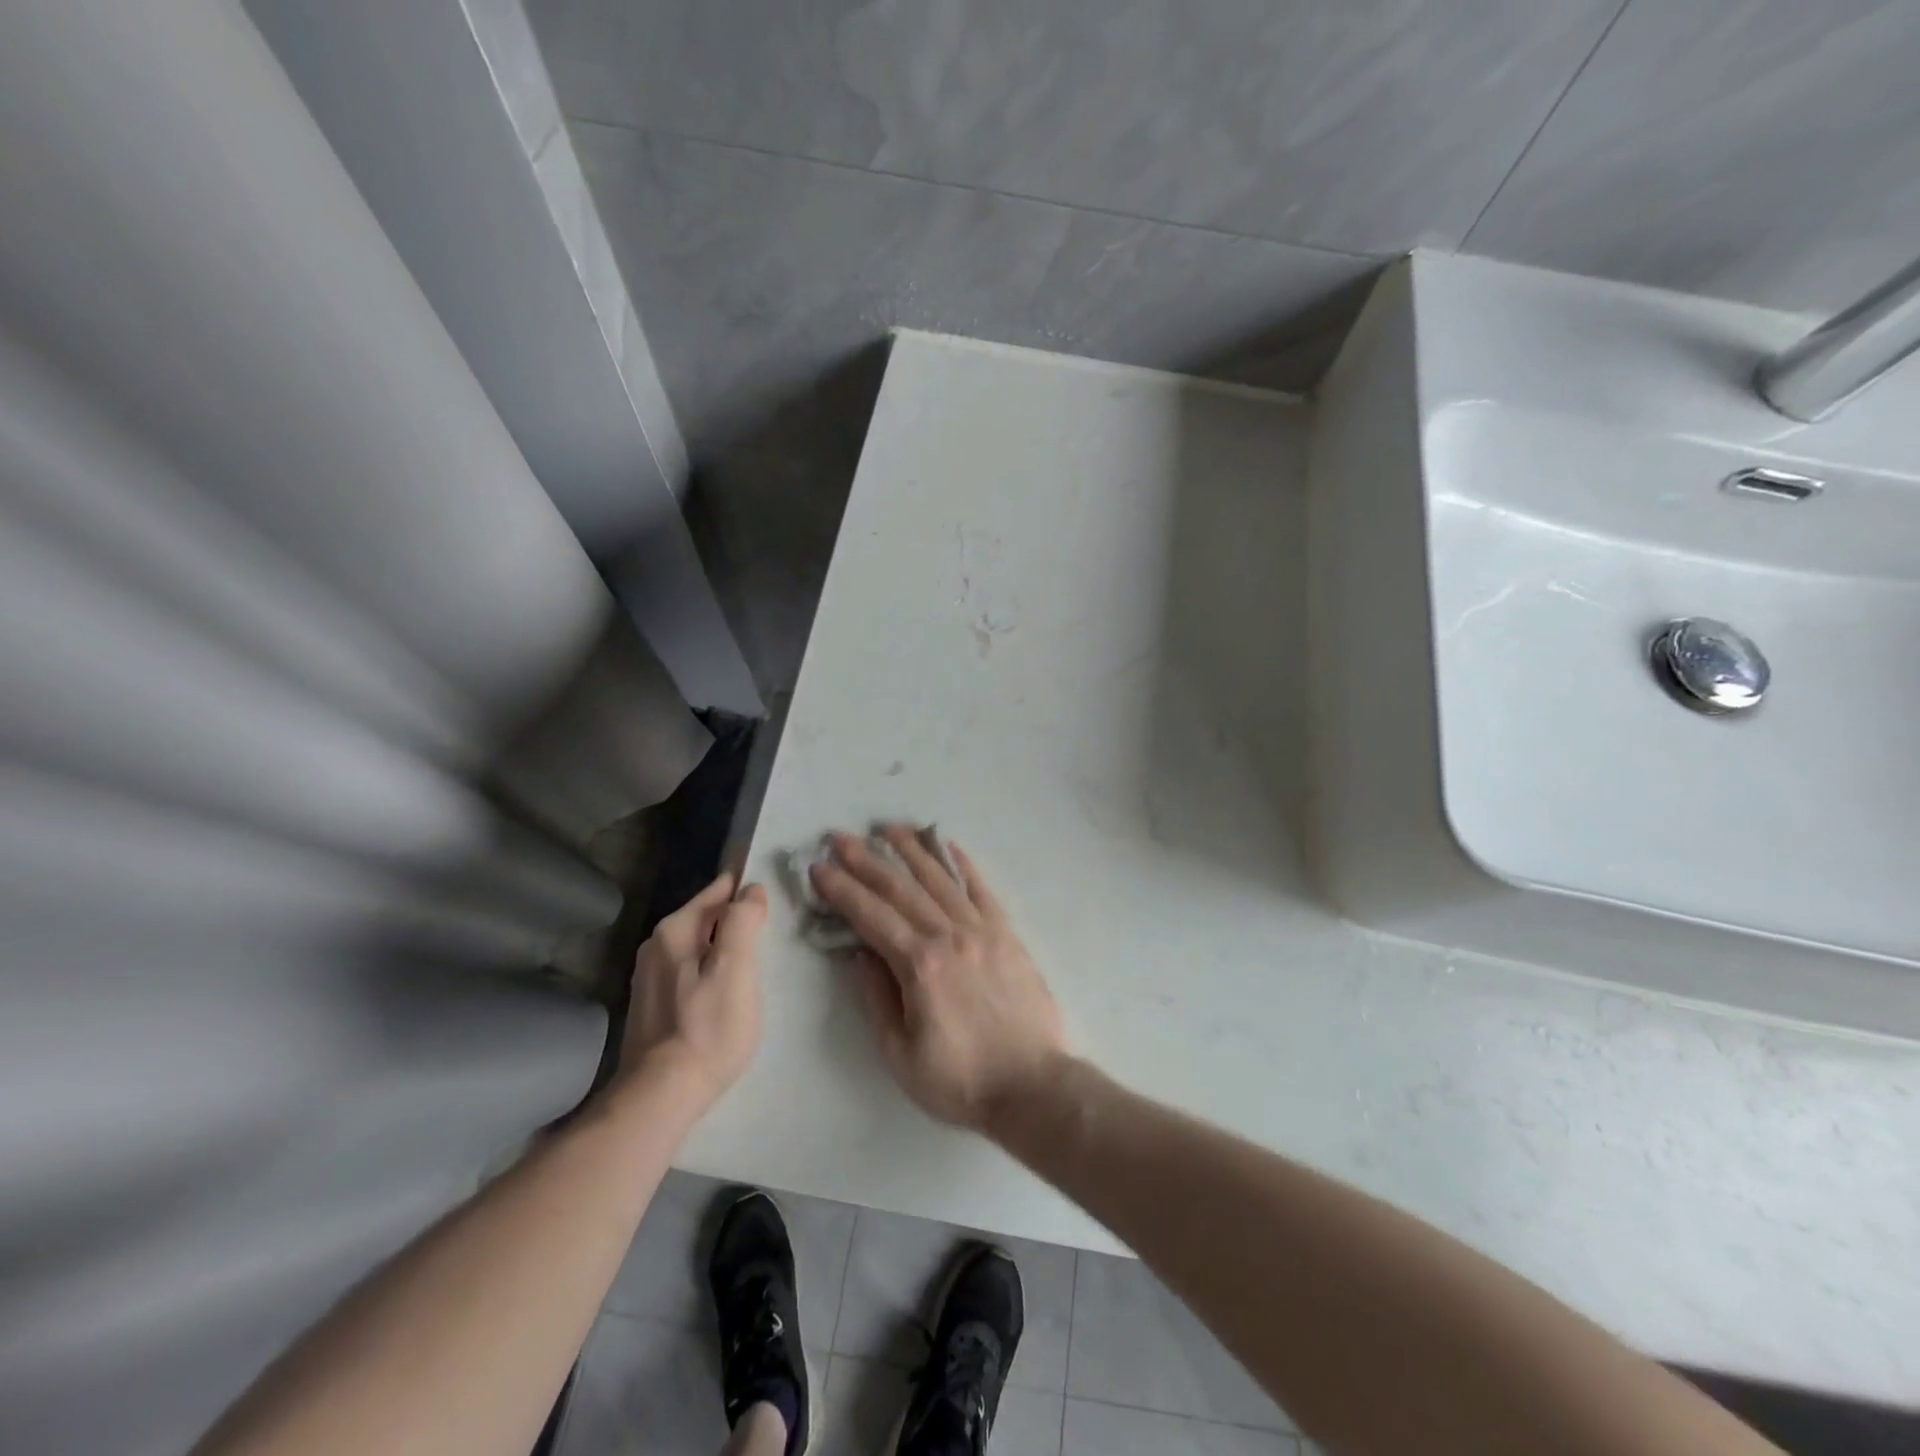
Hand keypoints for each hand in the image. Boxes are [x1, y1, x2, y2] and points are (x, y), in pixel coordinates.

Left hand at [618, 871, 768, 1111]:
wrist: (660, 1096)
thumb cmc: (707, 1028)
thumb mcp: (736, 969)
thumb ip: (743, 922)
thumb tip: (751, 889)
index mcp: (675, 930)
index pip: (718, 890)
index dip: (747, 889)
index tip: (774, 895)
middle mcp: (655, 945)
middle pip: (706, 917)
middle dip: (735, 918)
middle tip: (771, 929)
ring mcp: (649, 976)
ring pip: (697, 945)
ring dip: (722, 947)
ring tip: (754, 959)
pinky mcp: (650, 1005)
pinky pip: (688, 971)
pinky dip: (708, 971)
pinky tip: (725, 990)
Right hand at [809, 826, 1067, 1132]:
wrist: (1033, 1086)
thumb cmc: (960, 1080)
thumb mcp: (900, 1053)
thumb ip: (876, 998)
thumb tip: (859, 953)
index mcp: (919, 965)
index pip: (870, 916)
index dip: (842, 889)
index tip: (819, 867)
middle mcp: (949, 936)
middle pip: (901, 888)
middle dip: (866, 860)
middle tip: (840, 837)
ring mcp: (982, 930)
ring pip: (939, 879)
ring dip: (911, 850)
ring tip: (888, 827)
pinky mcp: (1007, 934)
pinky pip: (981, 890)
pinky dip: (962, 864)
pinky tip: (948, 845)